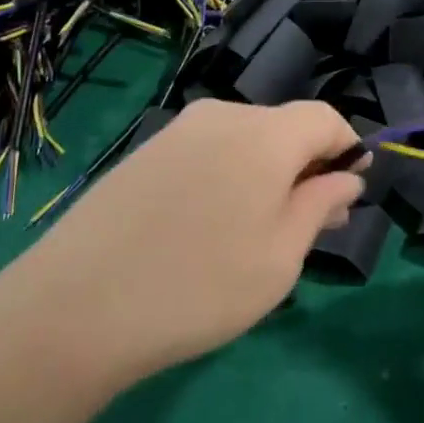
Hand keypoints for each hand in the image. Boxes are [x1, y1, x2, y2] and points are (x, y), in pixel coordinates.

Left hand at [3, 100, 363, 386]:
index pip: (326, 118)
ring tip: (258, 233)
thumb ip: (320, 205)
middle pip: (284, 127)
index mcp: (265, 134)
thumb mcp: (280, 257)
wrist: (76, 306)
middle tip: (309, 227)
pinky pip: (207, 151)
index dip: (347, 150)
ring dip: (266, 174)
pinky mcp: (145, 152)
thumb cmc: (200, 286)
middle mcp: (223, 116)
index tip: (347, 196)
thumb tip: (346, 176)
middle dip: (306, 167)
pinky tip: (209, 227)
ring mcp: (178, 130)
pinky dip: (227, 176)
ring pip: (245, 140)